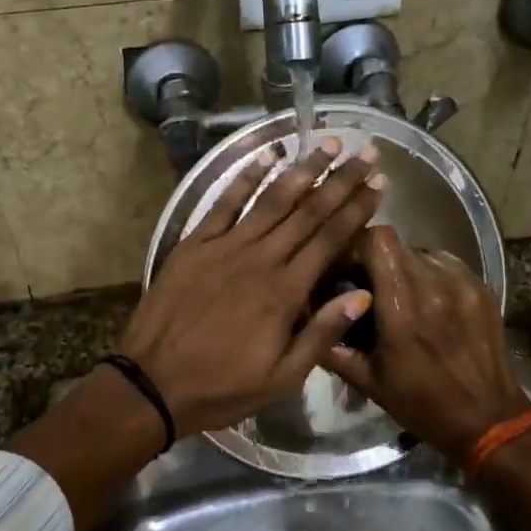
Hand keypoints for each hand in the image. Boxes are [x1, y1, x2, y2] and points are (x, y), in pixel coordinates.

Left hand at [118, 138, 384, 435]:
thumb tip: (363, 295)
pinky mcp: (195, 244)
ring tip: (328, 143)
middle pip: (308, 212)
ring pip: (271, 200)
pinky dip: (245, 178)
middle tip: (366, 152)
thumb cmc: (222, 387)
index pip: (330, 240)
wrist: (152, 383)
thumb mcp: (282, 378)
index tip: (378, 184)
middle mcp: (260, 259)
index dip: (356, 210)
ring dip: (302, 169)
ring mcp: (225, 247)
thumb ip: (322, 334)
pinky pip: (224, 203)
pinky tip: (266, 155)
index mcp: (285, 292)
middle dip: (341, 180)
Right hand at [321, 225, 530, 466]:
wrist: (488, 419)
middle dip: (376, 259)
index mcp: (402, 307)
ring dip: (404, 267)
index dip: (357, 246)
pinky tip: (428, 301)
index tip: (346, 268)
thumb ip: (333, 347)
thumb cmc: (422, 403)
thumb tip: (307, 321)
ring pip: (421, 252)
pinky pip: (446, 265)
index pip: (378, 241)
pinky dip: (430, 274)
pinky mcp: (482, 288)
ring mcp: (462, 284)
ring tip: (400, 295)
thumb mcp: (369, 381)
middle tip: (369, 286)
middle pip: (396, 244)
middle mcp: (433, 285)